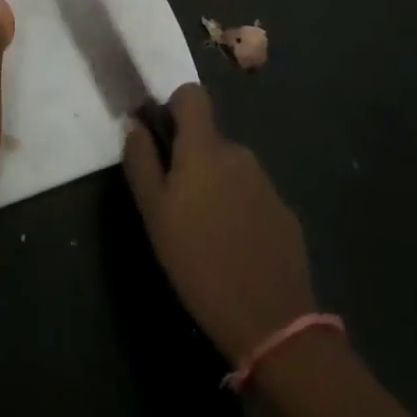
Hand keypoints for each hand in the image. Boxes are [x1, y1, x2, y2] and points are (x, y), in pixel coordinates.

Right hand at [123, 84, 317, 364]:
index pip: (191, 95)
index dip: (173, 107)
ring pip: (229, 168)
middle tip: (175, 202)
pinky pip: (251, 195)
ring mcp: (265, 183)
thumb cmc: (198, 261)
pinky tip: (233, 247)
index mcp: (204, 148)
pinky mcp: (284, 213)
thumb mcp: (154, 213)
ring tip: (204, 231)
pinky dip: (238, 209)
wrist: (271, 321)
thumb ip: (141, 161)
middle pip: (208, 137)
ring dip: (214, 184)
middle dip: (190, 158)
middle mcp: (238, 153)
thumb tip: (132, 122)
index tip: (161, 139)